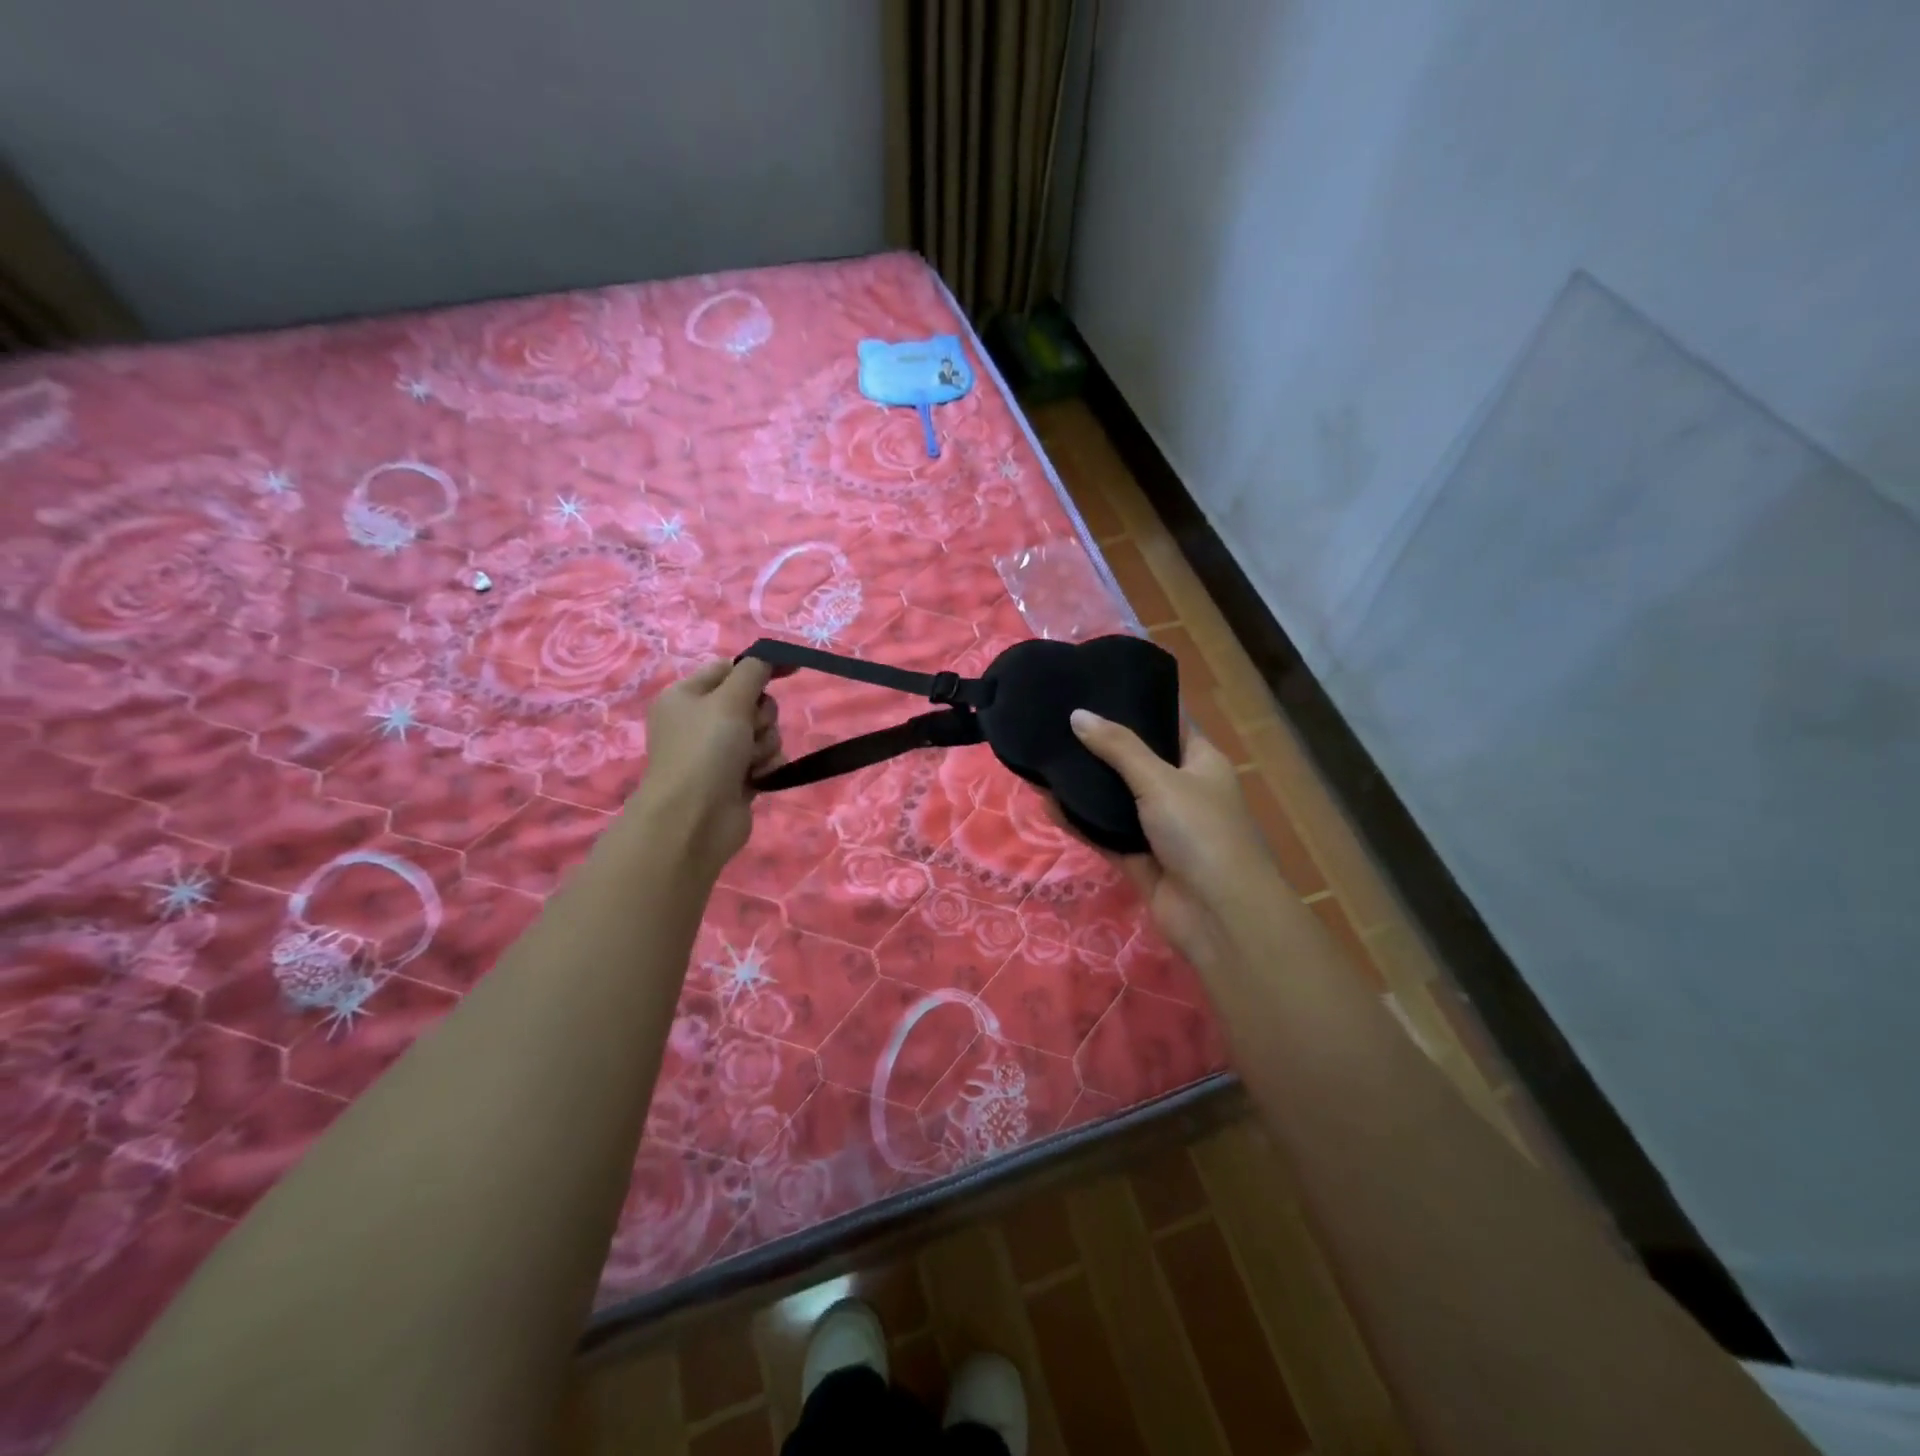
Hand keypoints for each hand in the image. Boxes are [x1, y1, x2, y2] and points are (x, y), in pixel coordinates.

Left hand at [630, 657, 783, 875]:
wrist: (694, 819)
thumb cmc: (705, 750)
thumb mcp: (729, 699)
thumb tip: (766, 657)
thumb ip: (753, 672)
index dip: (760, 668)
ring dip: (765, 744)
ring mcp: (718, 751)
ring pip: (764, 732)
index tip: (792, 669)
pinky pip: (766, 759)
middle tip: (748, 730)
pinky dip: (766, 766)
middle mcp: (701, 721)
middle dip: (761, 716)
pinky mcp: (736, 778)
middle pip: (753, 701)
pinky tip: (755, 778)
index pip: (730, 668)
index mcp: (687, 695)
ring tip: (748, 762)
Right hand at [1069, 709, 1279, 969]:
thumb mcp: (1160, 780)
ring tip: (1045, 756)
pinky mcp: (1140, 859)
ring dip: (1086, 785)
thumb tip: (1078, 714)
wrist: (1219, 915)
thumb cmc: (1201, 832)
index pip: (1170, 722)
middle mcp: (1182, 791)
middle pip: (1137, 761)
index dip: (1138, 704)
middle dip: (1102, 745)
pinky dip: (1080, 821)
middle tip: (1059, 721)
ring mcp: (1159, 828)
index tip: (1097, 686)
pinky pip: (1105, 834)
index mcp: (1201, 763)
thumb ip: (1118, 747)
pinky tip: (1047, 803)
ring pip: (1116, 799)